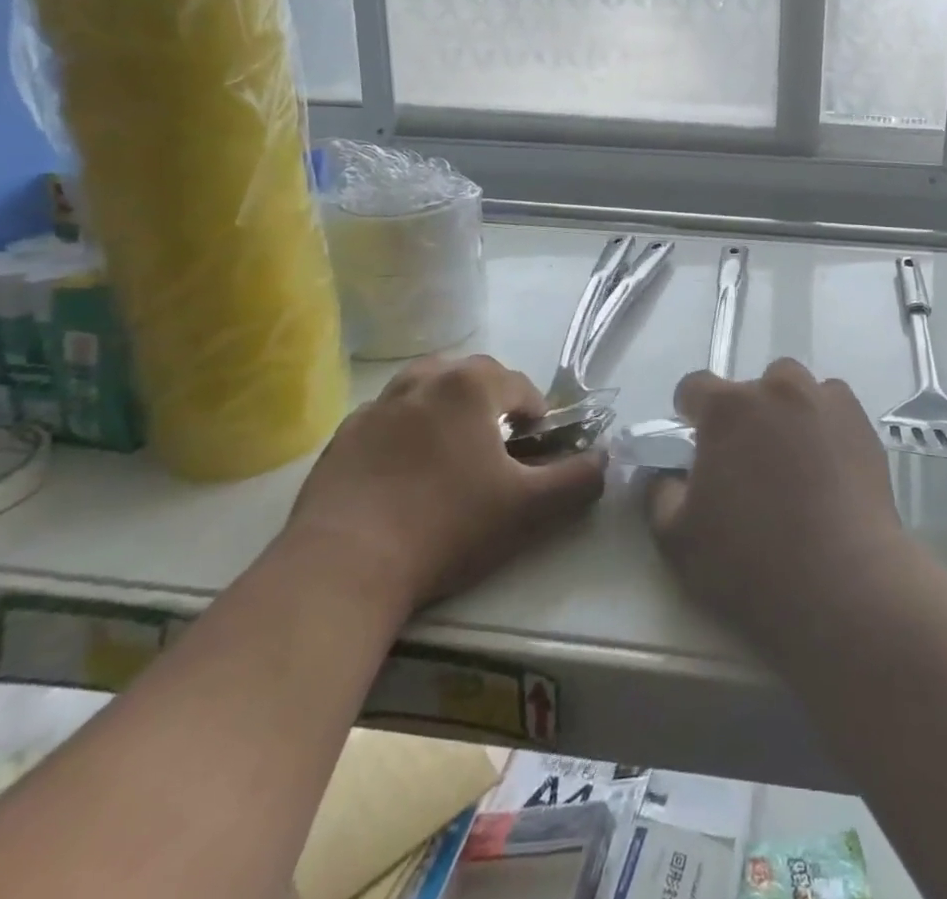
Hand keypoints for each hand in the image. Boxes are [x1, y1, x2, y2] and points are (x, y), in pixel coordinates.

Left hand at [286, 354, 605, 616]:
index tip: (535, 452)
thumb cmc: (447, 527)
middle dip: (491, 406)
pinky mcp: (341, 439)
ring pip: (424, 391)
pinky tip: (402, 478)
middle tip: (496, 453)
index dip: (537, 416)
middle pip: (471, 378)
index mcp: (470, 387)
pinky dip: (403, 435)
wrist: (343, 567)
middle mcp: (422, 382)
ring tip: (450, 456)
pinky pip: (386, 421)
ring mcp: (376, 408)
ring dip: (445, 411)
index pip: (520, 385)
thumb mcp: (530, 509)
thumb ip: (579, 479)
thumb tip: (605, 458)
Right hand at [647, 359, 910, 653]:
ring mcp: (823, 401)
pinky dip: (824, 421)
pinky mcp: (861, 422)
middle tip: (747, 463)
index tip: (696, 444)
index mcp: (726, 409)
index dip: (690, 413)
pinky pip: (833, 404)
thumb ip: (660, 493)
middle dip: (743, 415)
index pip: (694, 386)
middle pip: (750, 387)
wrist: (843, 582)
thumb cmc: (751, 562)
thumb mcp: (678, 539)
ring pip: (795, 388)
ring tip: (792, 457)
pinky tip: (828, 460)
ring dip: (786, 410)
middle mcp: (775, 390)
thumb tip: (666, 472)